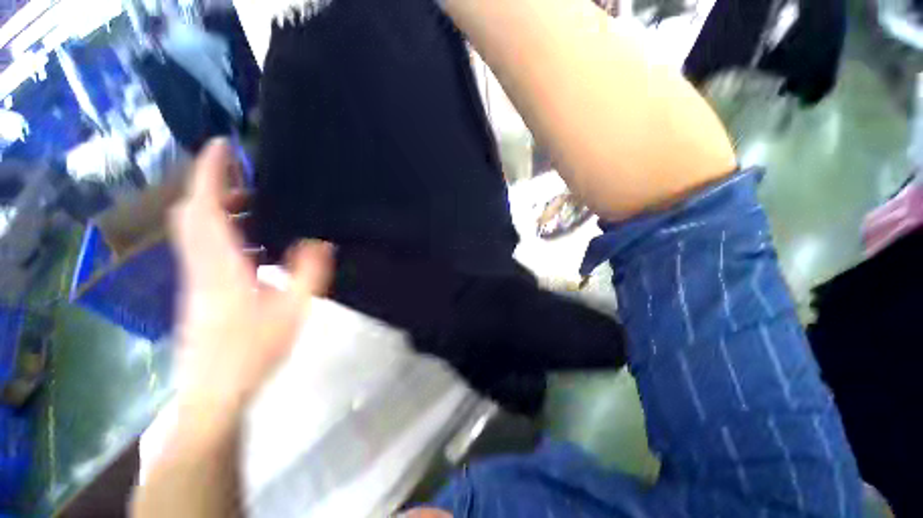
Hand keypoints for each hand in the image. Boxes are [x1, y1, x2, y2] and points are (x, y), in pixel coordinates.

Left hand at [169, 139, 332, 426]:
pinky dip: (224, 231)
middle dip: (213, 185)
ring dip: (220, 208)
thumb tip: (320, 242)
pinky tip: (253, 241)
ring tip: (257, 204)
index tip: (221, 145)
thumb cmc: (252, 353)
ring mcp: (197, 279)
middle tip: (247, 174)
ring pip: (197, 230)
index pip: (205, 207)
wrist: (214, 392)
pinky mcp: (200, 290)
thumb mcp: (291, 312)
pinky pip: (205, 247)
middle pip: (193, 213)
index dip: (210, 173)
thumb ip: (308, 274)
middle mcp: (201, 266)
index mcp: (222, 266)